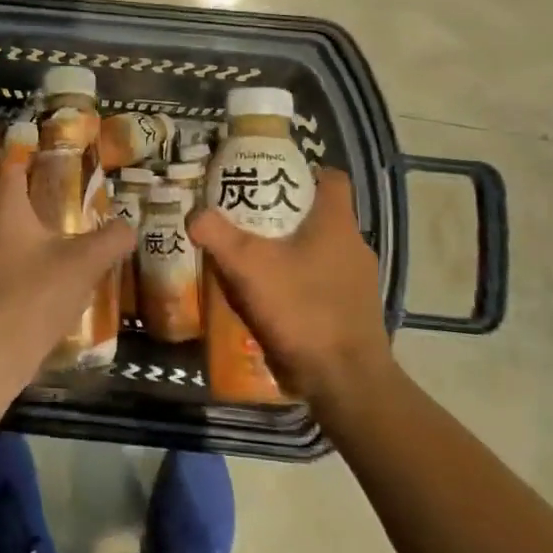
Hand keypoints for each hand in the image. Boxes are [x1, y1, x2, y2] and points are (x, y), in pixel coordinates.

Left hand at [0, 151, 134, 392]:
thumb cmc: (33, 295)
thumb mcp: (83, 263)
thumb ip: (111, 239)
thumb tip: (131, 226)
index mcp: (5, 205)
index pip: (15, 162)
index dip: (37, 151)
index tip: (65, 149)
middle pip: (14, 194)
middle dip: (44, 189)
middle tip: (80, 187)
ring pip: (13, 226)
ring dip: (39, 223)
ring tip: (75, 224)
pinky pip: (10, 253)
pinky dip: (31, 250)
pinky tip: (57, 264)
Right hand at [187, 168, 393, 409]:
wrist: (345, 381)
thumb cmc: (302, 309)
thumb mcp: (249, 268)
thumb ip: (218, 236)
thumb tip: (194, 214)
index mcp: (337, 222)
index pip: (331, 178)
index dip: (303, 172)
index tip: (270, 179)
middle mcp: (354, 245)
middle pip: (320, 215)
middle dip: (285, 215)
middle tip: (247, 219)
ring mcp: (358, 281)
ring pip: (321, 251)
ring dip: (291, 251)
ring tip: (253, 258)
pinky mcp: (353, 311)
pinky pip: (323, 282)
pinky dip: (299, 283)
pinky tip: (271, 297)